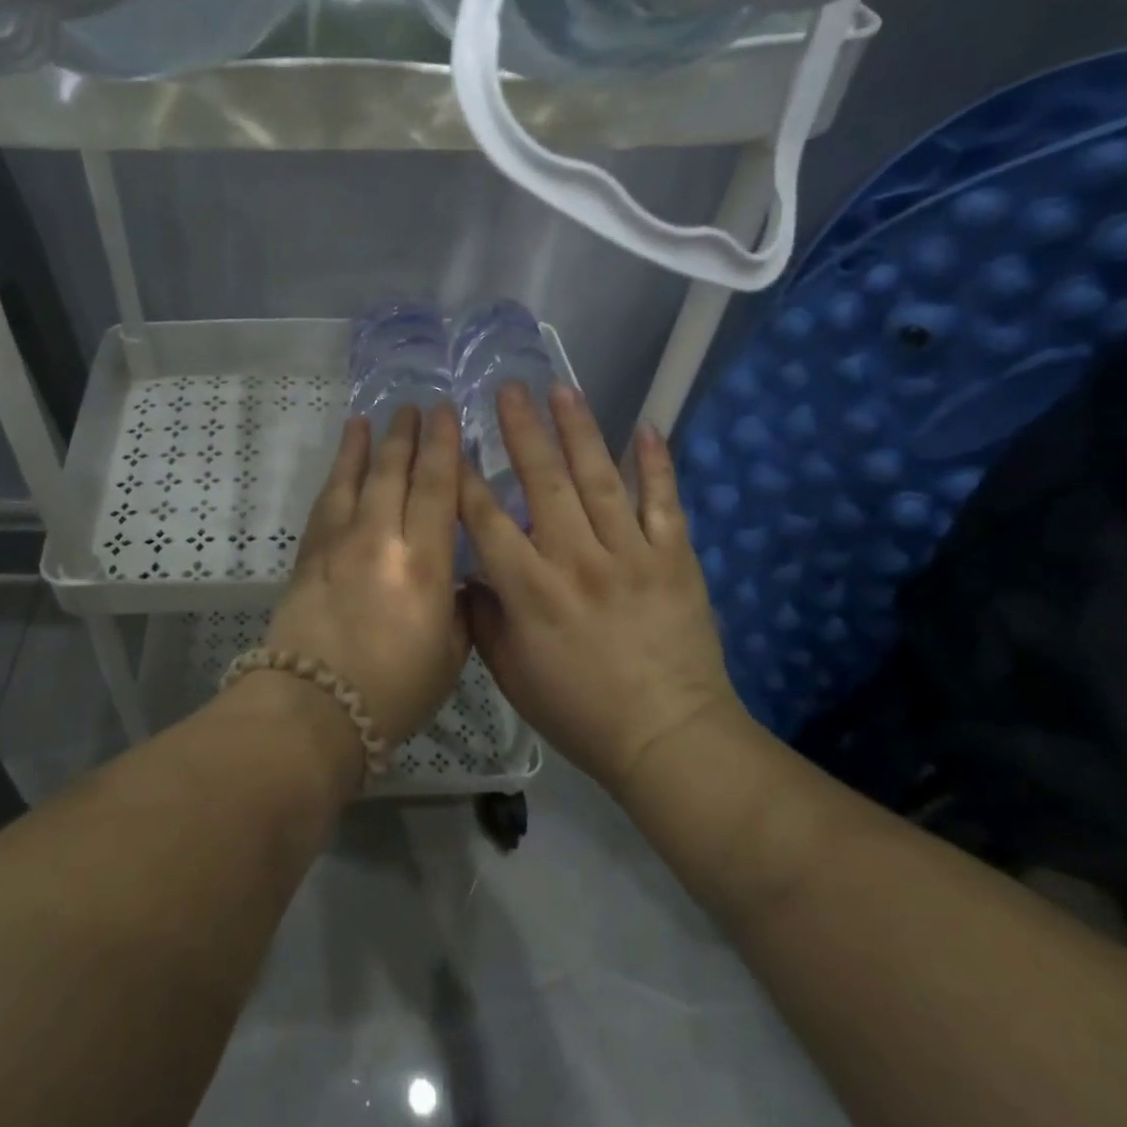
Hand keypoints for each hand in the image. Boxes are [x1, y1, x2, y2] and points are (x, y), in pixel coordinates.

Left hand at [264, 405, 469, 747]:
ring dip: (365, 445)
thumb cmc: (392, 691)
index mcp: (422, 564)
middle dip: (406, 436)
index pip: (437, 489)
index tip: (447, 414)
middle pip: (394, 473)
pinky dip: (335, 475)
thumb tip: (452, 579)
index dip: (444, 447)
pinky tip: (341, 463)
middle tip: (414, 407)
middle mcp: (380, 540)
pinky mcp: (308, 554)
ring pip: (355, 478)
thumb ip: (455, 607)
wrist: (312, 708)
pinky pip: (325, 502)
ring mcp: (338, 543)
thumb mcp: (448, 654)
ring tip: (372, 418)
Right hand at [459, 382, 744, 795]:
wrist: (668, 738)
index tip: (452, 441)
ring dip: (578, 430)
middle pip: (543, 481)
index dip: (464, 477)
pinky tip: (646, 426)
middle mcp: (577, 559)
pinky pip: (664, 501)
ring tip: (562, 389)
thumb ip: (483, 620)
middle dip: (522, 430)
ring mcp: (631, 554)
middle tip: (508, 388)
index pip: (487, 519)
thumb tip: (467, 576)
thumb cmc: (580, 712)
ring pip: (599, 478)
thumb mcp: (511, 676)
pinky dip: (657, 463)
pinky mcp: (674, 558)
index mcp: (531, 590)